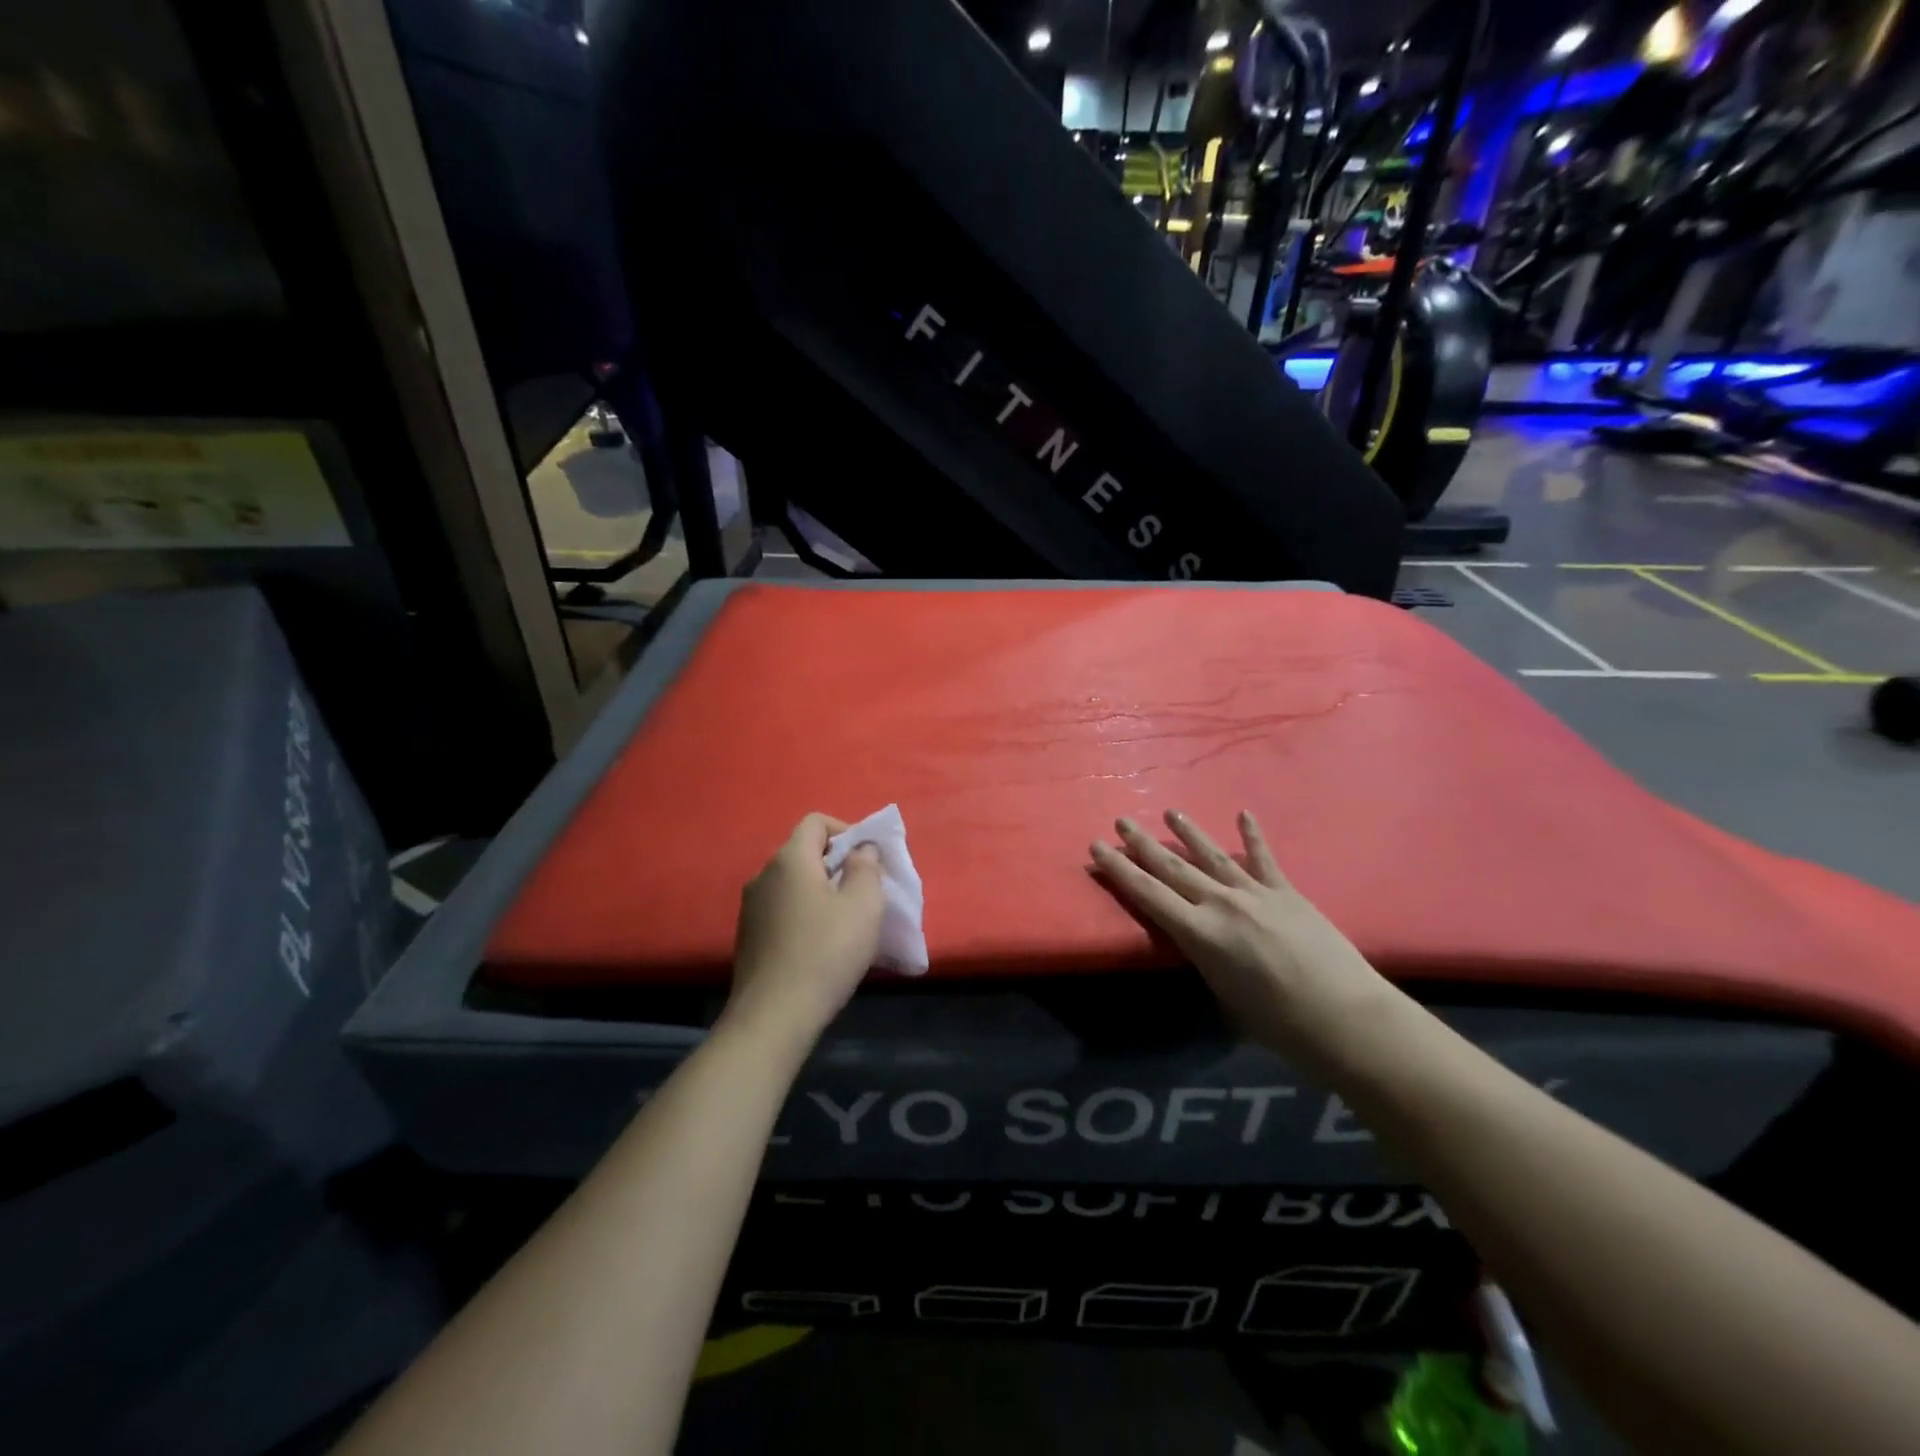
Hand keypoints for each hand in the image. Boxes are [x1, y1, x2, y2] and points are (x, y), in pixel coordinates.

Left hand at [725, 814, 884, 1046]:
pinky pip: (782, 909)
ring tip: (845, 922)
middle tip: (863, 892)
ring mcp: (750, 907)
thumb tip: (860, 851)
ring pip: (792, 883)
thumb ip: (867, 867)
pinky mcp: (748, 936)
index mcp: (790, 859)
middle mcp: (763, 875)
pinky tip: (821, 946)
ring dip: (820, 891)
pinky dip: (804, 914)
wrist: (774, 1016)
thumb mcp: (864, 905)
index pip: (816, 822)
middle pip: (804, 852)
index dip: (846, 830)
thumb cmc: (826, 952)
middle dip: (836, 864)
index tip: (867, 860)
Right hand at [1090, 810, 1401, 1070]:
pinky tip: (1244, 814)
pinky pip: (1264, 860)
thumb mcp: (1224, 997)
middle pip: (1173, 868)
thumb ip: (1207, 960)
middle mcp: (1221, 904)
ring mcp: (1256, 894)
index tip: (1096, 847)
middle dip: (1143, 844)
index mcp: (1200, 933)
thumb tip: (1203, 942)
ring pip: (1212, 856)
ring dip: (1188, 832)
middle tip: (1121, 821)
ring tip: (1170, 812)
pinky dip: (1253, 836)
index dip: (1119, 870)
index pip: (1148, 894)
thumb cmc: (1279, 1025)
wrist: (1346, 1019)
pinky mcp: (1287, 893)